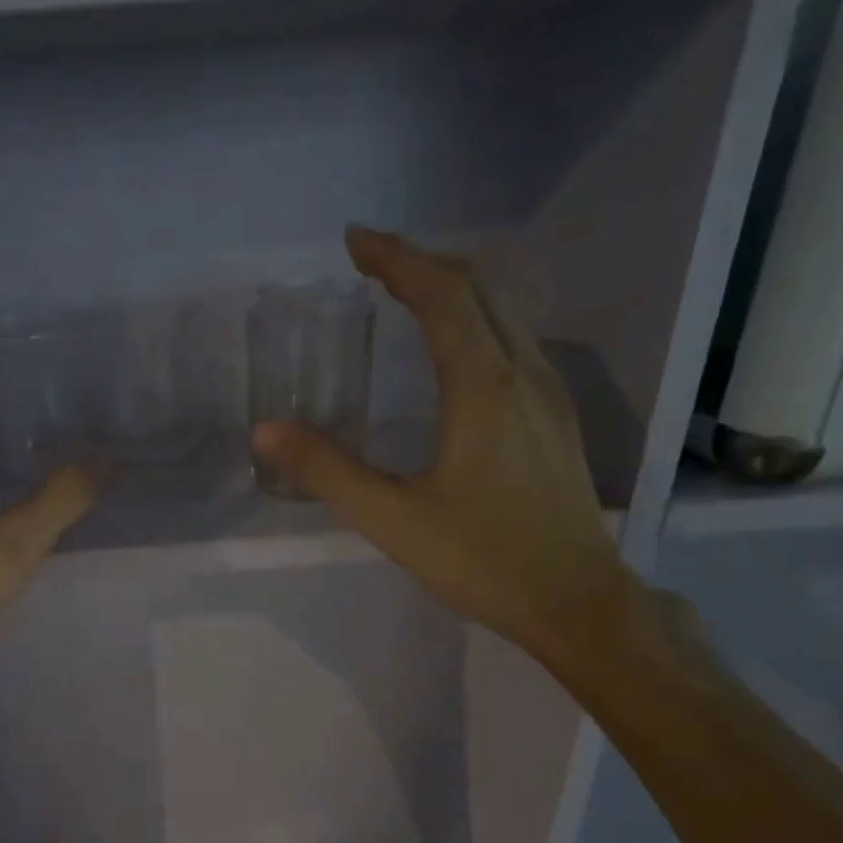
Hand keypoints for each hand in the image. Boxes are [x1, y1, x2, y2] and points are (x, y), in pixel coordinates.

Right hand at [252, 226, 632, 661]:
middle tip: (372, 260)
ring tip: (405, 291)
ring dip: (452, 288)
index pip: (441, 294)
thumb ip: (327, 471)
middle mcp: (523, 373)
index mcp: (483, 387)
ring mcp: (548, 393)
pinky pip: (514, 341)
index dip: (396, 258)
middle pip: (478, 288)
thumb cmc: (483, 559)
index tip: (354, 241)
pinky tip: (454, 348)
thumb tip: (266, 430)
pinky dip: (475, 321)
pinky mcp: (556, 417)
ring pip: (502, 312)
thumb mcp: (393, 520)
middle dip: (422, 262)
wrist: (576, 601)